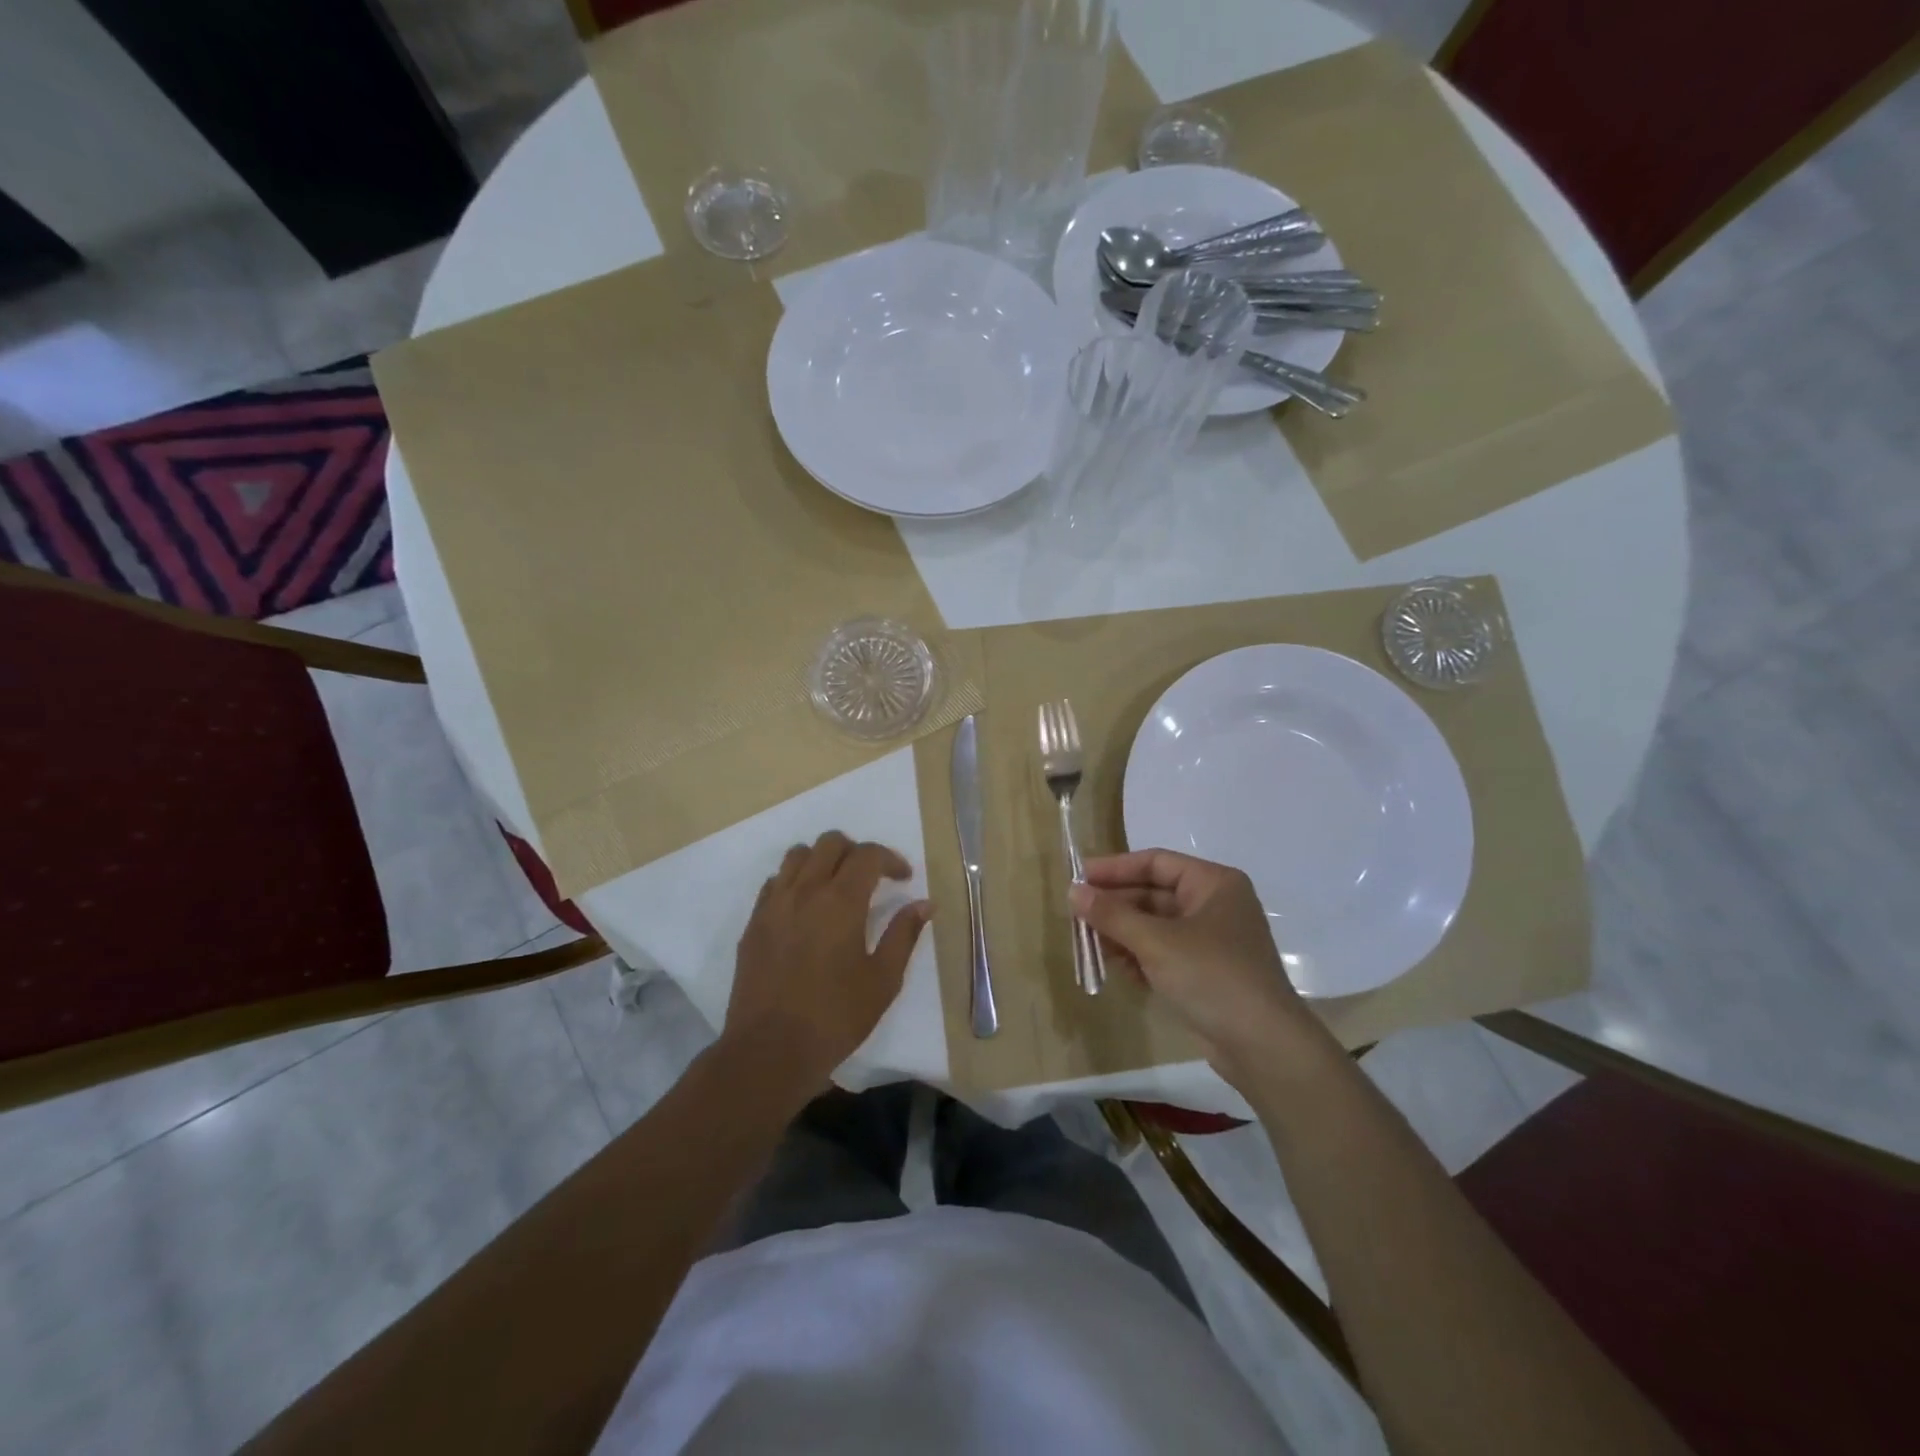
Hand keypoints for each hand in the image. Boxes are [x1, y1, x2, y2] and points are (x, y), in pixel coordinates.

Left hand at [723, 832, 930, 1100]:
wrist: (769, 1051)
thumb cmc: (835, 1018)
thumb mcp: (883, 980)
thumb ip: (903, 935)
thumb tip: (924, 904)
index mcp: (840, 902)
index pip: (867, 855)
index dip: (890, 859)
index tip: (903, 880)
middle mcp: (805, 891)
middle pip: (830, 843)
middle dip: (856, 852)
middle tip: (871, 879)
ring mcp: (773, 905)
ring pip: (797, 855)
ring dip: (822, 860)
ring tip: (836, 887)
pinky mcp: (753, 923)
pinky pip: (775, 882)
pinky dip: (795, 880)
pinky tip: (806, 909)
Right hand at [1070, 849, 1330, 1082]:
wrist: (1263, 1047)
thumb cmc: (1211, 976)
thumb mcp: (1156, 942)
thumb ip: (1112, 914)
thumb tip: (1073, 891)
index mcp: (1214, 883)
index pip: (1156, 862)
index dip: (1115, 869)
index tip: (1079, 878)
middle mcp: (1215, 905)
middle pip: (1153, 894)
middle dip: (1116, 907)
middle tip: (1077, 916)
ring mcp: (1212, 941)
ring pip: (1156, 926)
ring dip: (1124, 934)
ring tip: (1092, 945)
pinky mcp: (1206, 973)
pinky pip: (1164, 953)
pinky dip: (1140, 957)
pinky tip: (1119, 969)